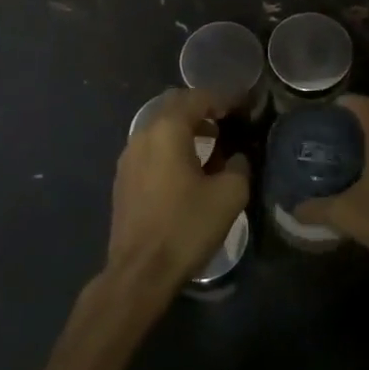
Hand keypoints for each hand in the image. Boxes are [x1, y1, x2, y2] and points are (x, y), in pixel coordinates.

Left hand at [107, 88, 249, 291]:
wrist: (139, 272)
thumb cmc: (186, 227)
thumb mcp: (229, 195)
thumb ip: (239, 166)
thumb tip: (237, 157)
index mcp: (167, 129)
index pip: (199, 97)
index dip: (225, 98)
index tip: (244, 105)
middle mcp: (143, 133)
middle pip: (175, 106)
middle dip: (202, 108)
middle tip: (227, 120)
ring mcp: (129, 156)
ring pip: (161, 127)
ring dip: (186, 128)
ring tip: (213, 144)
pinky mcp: (124, 178)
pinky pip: (151, 148)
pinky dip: (172, 147)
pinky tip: (188, 169)